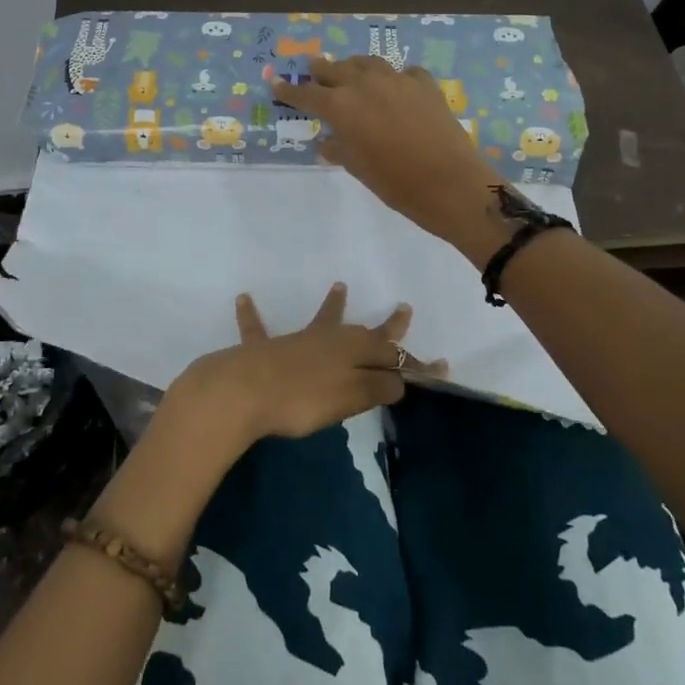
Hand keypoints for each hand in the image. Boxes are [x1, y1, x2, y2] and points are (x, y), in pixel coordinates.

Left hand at [169, 283, 441, 449]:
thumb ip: (377, 387)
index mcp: (352, 352)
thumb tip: (399, 379)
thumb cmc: (303, 399)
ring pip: (319, 321)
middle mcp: (327, 340)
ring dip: (332, 306)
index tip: (441, 368)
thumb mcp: (351, 398)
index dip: (416, 365)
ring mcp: (295, 341)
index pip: (393, 356)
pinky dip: (251, 315)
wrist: (244, 391)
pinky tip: (243, 298)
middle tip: (404, 310)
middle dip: (386, 328)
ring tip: (340, 286)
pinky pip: (257, 329)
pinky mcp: (262, 350)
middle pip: (363, 333)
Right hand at [275, 56, 502, 246]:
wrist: (450, 183)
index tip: (276, 85)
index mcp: (341, 106)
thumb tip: (328, 142)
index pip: (306, 94)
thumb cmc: (396, 183)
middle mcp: (365, 84)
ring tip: (349, 72)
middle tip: (311, 72)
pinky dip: (393, 77)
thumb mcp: (359, 168)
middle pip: (334, 69)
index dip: (289, 91)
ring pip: (367, 63)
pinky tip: (396, 87)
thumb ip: (339, 149)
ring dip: (353, 67)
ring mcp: (397, 80)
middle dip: (319, 72)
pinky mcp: (425, 85)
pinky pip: (403, 72)